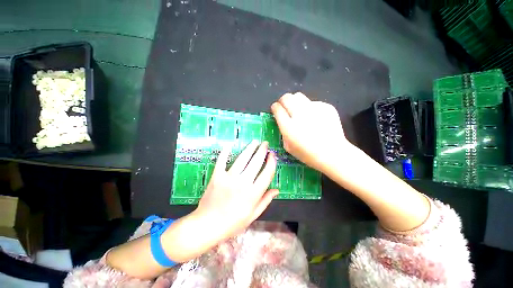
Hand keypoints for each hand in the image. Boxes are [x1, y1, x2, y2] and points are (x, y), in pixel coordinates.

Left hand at [194, 140, 277, 240]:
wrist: (207, 225)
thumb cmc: (232, 223)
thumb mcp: (253, 215)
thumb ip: (265, 201)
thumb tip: (276, 190)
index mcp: (254, 193)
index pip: (267, 173)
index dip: (271, 162)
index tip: (272, 155)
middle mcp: (243, 183)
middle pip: (256, 162)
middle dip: (262, 151)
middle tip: (265, 143)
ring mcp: (229, 178)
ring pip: (242, 159)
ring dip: (249, 148)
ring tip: (254, 142)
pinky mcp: (217, 176)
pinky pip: (222, 161)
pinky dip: (225, 152)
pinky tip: (230, 145)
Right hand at [271, 92, 352, 172]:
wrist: (332, 153)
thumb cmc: (308, 154)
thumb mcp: (288, 147)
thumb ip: (283, 132)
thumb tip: (282, 121)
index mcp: (289, 127)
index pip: (277, 109)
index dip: (275, 107)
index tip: (275, 109)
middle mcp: (300, 115)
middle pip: (287, 98)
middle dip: (283, 101)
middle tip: (285, 107)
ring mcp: (314, 109)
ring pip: (299, 96)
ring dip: (295, 101)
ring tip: (298, 110)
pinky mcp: (326, 107)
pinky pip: (313, 102)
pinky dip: (310, 108)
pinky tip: (315, 117)